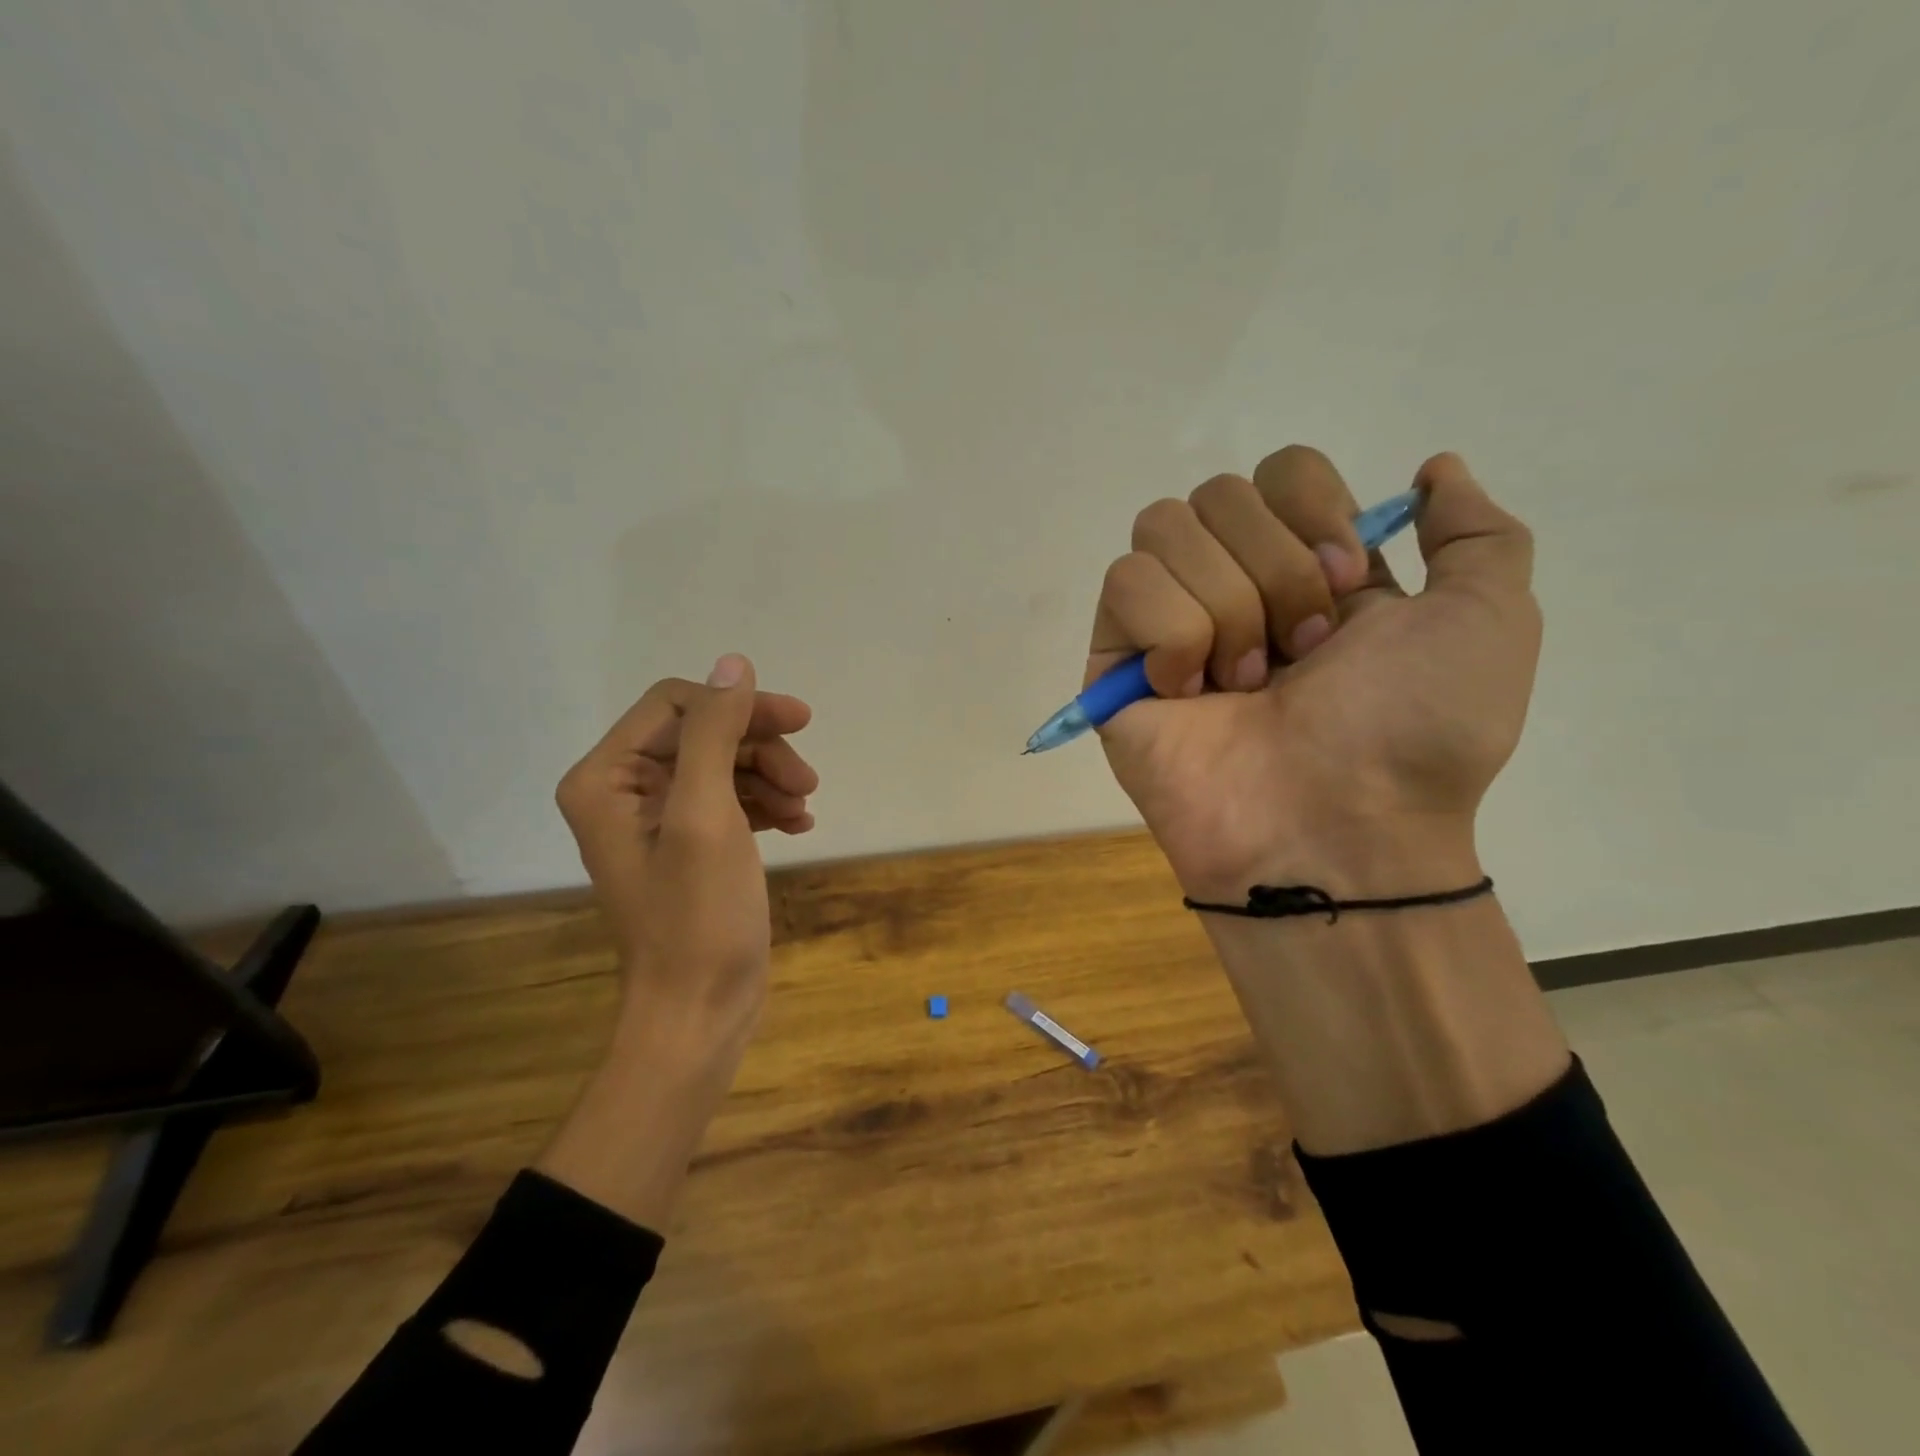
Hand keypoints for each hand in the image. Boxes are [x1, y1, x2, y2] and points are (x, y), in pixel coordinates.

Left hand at [555, 654, 817, 1053]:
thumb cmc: (697, 916)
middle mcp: (623, 791)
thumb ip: (713, 733)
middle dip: (759, 747)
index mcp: (605, 779)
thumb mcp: (706, 815)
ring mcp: (656, 820)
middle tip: (808, 778)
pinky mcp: (688, 846)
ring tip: (807, 805)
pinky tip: (798, 823)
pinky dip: (765, 804)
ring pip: (722, 764)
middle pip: (702, 733)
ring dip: (769, 776)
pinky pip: (728, 800)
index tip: (798, 722)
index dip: (738, 706)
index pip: (675, 705)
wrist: (700, 1011)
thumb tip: (733, 663)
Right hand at [1090, 447, 1538, 899]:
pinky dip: (1170, 635)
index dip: (1314, 511)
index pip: (1282, 470)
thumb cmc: (1413, 733)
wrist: (1333, 828)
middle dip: (1274, 571)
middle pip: (1220, 493)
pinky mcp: (1116, 659)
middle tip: (1300, 656)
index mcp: (1311, 567)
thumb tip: (1435, 468)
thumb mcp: (1489, 621)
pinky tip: (1189, 694)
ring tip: (1246, 684)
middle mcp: (1235, 583)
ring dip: (1225, 608)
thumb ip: (1477, 533)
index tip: (1350, 585)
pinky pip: (1125, 584)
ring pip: (1164, 527)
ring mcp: (1169, 621)